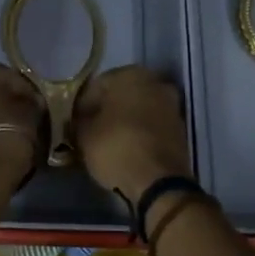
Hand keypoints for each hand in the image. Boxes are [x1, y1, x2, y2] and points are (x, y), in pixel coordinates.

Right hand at [75, 66, 193, 205]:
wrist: (159, 181)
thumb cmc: (116, 147)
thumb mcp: (84, 135)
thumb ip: (79, 122)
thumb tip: (80, 121)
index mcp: (130, 74)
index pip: (97, 85)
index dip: (82, 105)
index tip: (74, 123)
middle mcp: (155, 82)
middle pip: (121, 95)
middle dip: (106, 111)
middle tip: (90, 132)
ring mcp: (172, 105)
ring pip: (139, 110)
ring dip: (125, 122)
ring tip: (108, 144)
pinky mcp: (181, 129)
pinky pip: (153, 126)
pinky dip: (140, 134)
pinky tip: (128, 150)